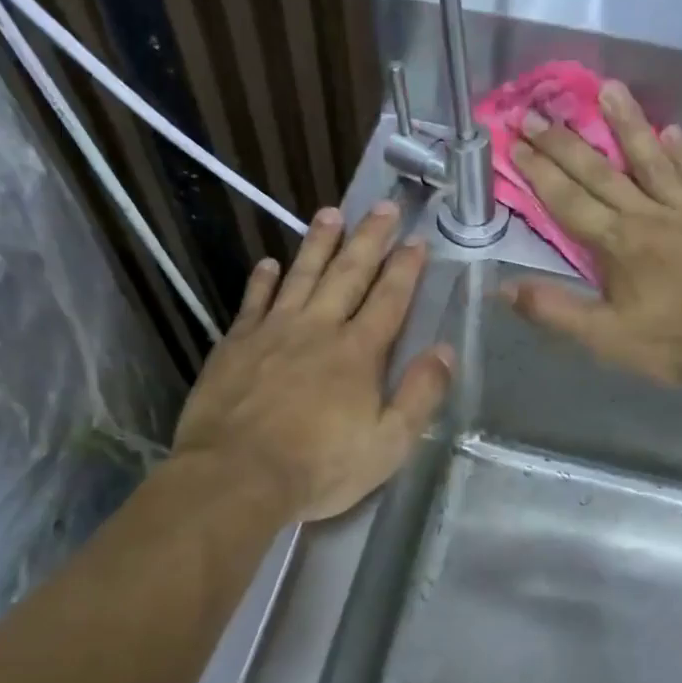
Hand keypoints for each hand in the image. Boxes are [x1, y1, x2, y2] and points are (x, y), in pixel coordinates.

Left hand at [174, 202, 453, 521]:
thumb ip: (420, 395)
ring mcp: (273, 332)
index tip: (417, 240)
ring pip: (301, 276)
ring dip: (319, 244)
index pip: (389, 299)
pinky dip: (262, 280)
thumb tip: (445, 352)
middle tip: (383, 206)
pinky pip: (252, 301)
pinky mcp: (235, 345)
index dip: (405, 268)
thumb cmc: (320, 467)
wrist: (236, 476)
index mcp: (359, 352)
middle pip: (348, 274)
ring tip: (330, 213)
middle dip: (369, 239)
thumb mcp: (389, 444)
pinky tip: (269, 264)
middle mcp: (318, 329)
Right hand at [503, 79, 681, 389]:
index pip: (568, 200)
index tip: (516, 141)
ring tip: (608, 88)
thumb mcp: (609, 339)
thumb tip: (504, 288)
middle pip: (599, 172)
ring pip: (649, 158)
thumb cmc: (679, 342)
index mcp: (617, 244)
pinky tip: (672, 132)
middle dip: (564, 143)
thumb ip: (556, 311)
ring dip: (626, 123)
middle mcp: (647, 214)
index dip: (539, 171)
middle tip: (537, 112)